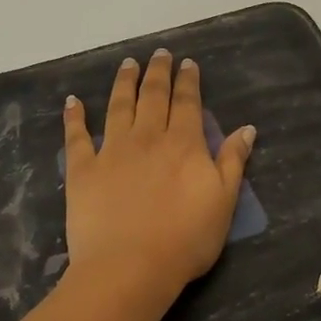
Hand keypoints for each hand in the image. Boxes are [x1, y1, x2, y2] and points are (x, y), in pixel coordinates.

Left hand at [62, 49, 254, 309]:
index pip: (187, 103)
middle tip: (159, 53)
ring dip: (123, 83)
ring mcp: (112, 151)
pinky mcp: (82, 170)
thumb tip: (246, 128)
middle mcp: (148, 138)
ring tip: (127, 64)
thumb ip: (233, 162)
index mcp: (184, 145)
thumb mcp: (224, 202)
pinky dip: (74, 117)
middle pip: (153, 97)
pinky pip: (77, 136)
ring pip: (118, 107)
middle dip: (157, 73)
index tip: (187, 63)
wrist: (130, 267)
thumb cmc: (186, 239)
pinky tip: (73, 101)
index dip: (188, 81)